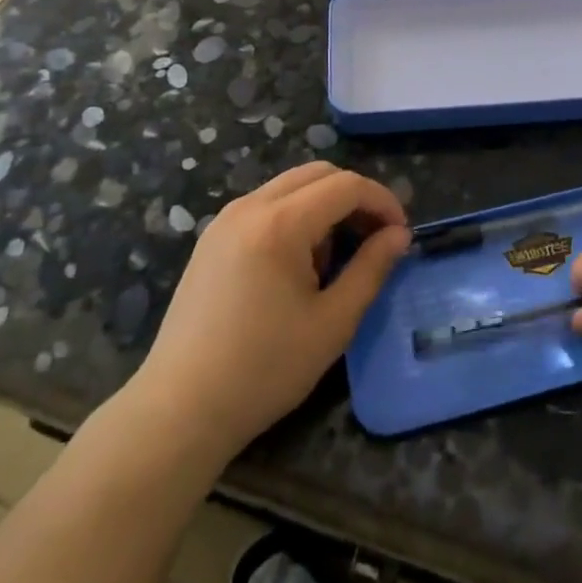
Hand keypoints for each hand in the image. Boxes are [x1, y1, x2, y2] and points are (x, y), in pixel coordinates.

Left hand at [129, 163, 409, 459]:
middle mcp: (250, 206)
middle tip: (376, 239)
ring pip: (291, 186)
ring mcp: (226, 219)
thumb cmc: (264, 370)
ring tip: (337, 257)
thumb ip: (371, 269)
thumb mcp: (333, 323)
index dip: (382, 202)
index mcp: (280, 223)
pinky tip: (299, 263)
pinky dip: (296, 216)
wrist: (180, 409)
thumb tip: (399, 235)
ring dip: (325, 205)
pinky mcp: (213, 237)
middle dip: (355, 197)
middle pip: (318, 173)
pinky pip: (267, 204)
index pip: (346, 185)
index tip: (401, 235)